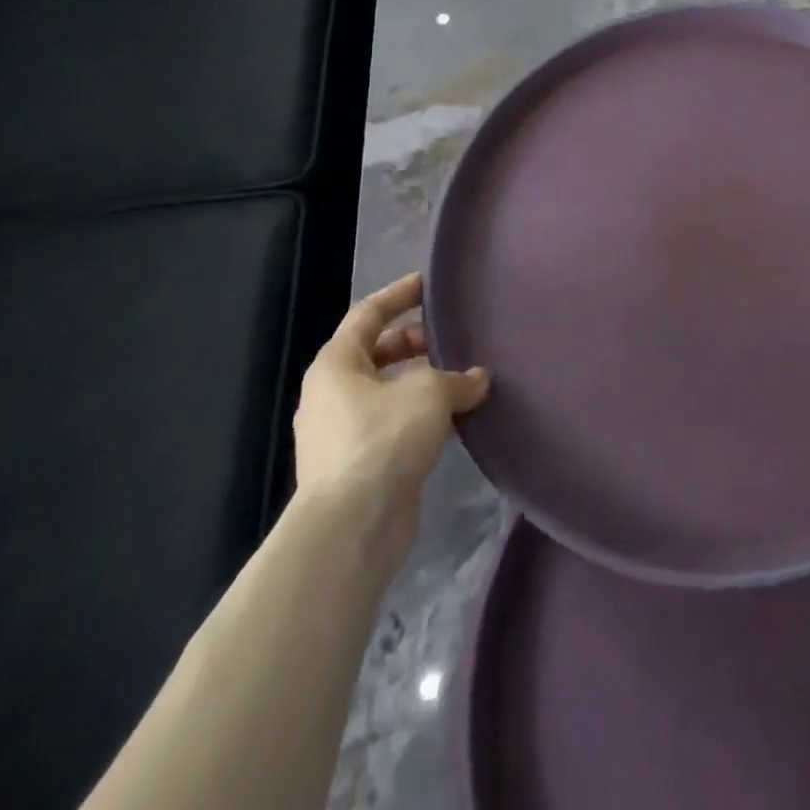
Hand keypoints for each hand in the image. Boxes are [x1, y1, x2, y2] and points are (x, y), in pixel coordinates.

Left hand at [293, 273, 488, 541]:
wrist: (353, 525)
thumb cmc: (384, 439)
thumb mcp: (430, 393)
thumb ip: (458, 378)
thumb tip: (477, 379)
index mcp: (337, 364)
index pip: (368, 314)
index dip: (400, 294)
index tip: (430, 283)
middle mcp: (332, 394)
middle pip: (377, 352)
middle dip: (415, 342)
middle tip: (451, 338)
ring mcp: (342, 433)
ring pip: (388, 391)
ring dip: (423, 381)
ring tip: (463, 378)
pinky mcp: (360, 465)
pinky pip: (394, 424)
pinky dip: (423, 415)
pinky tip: (456, 418)